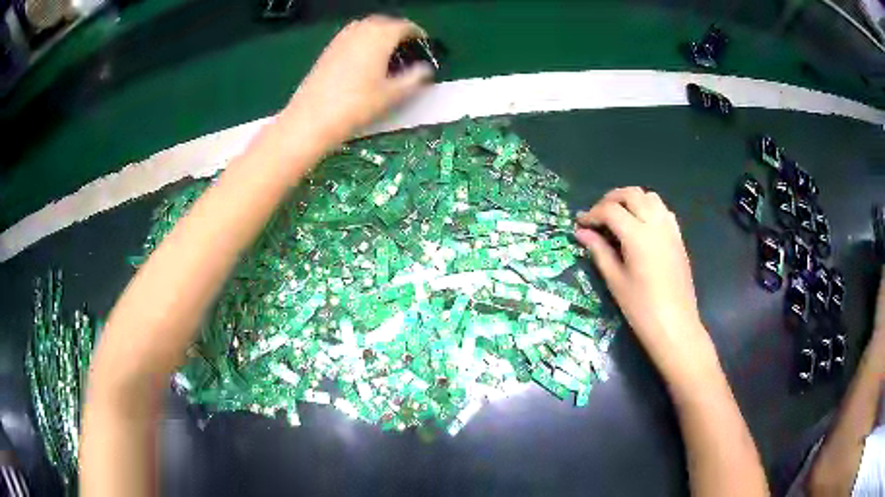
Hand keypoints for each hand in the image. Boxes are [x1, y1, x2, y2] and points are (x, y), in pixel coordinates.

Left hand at [280, 15, 432, 149]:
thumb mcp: (393, 94)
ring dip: (379, 33)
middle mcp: (361, 30)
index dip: (418, 34)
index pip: (405, 26)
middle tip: (407, 47)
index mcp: (380, 36)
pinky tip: (364, 58)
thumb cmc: (357, 105)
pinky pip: (352, 36)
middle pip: (385, 22)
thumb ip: (415, 78)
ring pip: (366, 27)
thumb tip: (425, 69)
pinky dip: (363, 40)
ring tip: (387, 51)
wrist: (312, 118)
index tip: (424, 45)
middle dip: (398, 31)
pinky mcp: (328, 49)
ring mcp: (341, 38)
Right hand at [575, 187, 714, 376]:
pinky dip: (648, 208)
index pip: (610, 210)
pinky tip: (641, 226)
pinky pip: (663, 210)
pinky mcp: (678, 238)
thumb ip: (599, 251)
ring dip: (631, 200)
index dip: (592, 214)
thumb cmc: (641, 308)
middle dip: (611, 199)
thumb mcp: (615, 281)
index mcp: (637, 235)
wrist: (675, 325)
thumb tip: (581, 233)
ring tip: (619, 217)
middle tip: (597, 216)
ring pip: (649, 197)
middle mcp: (655, 224)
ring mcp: (670, 229)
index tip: (580, 224)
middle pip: (631, 194)